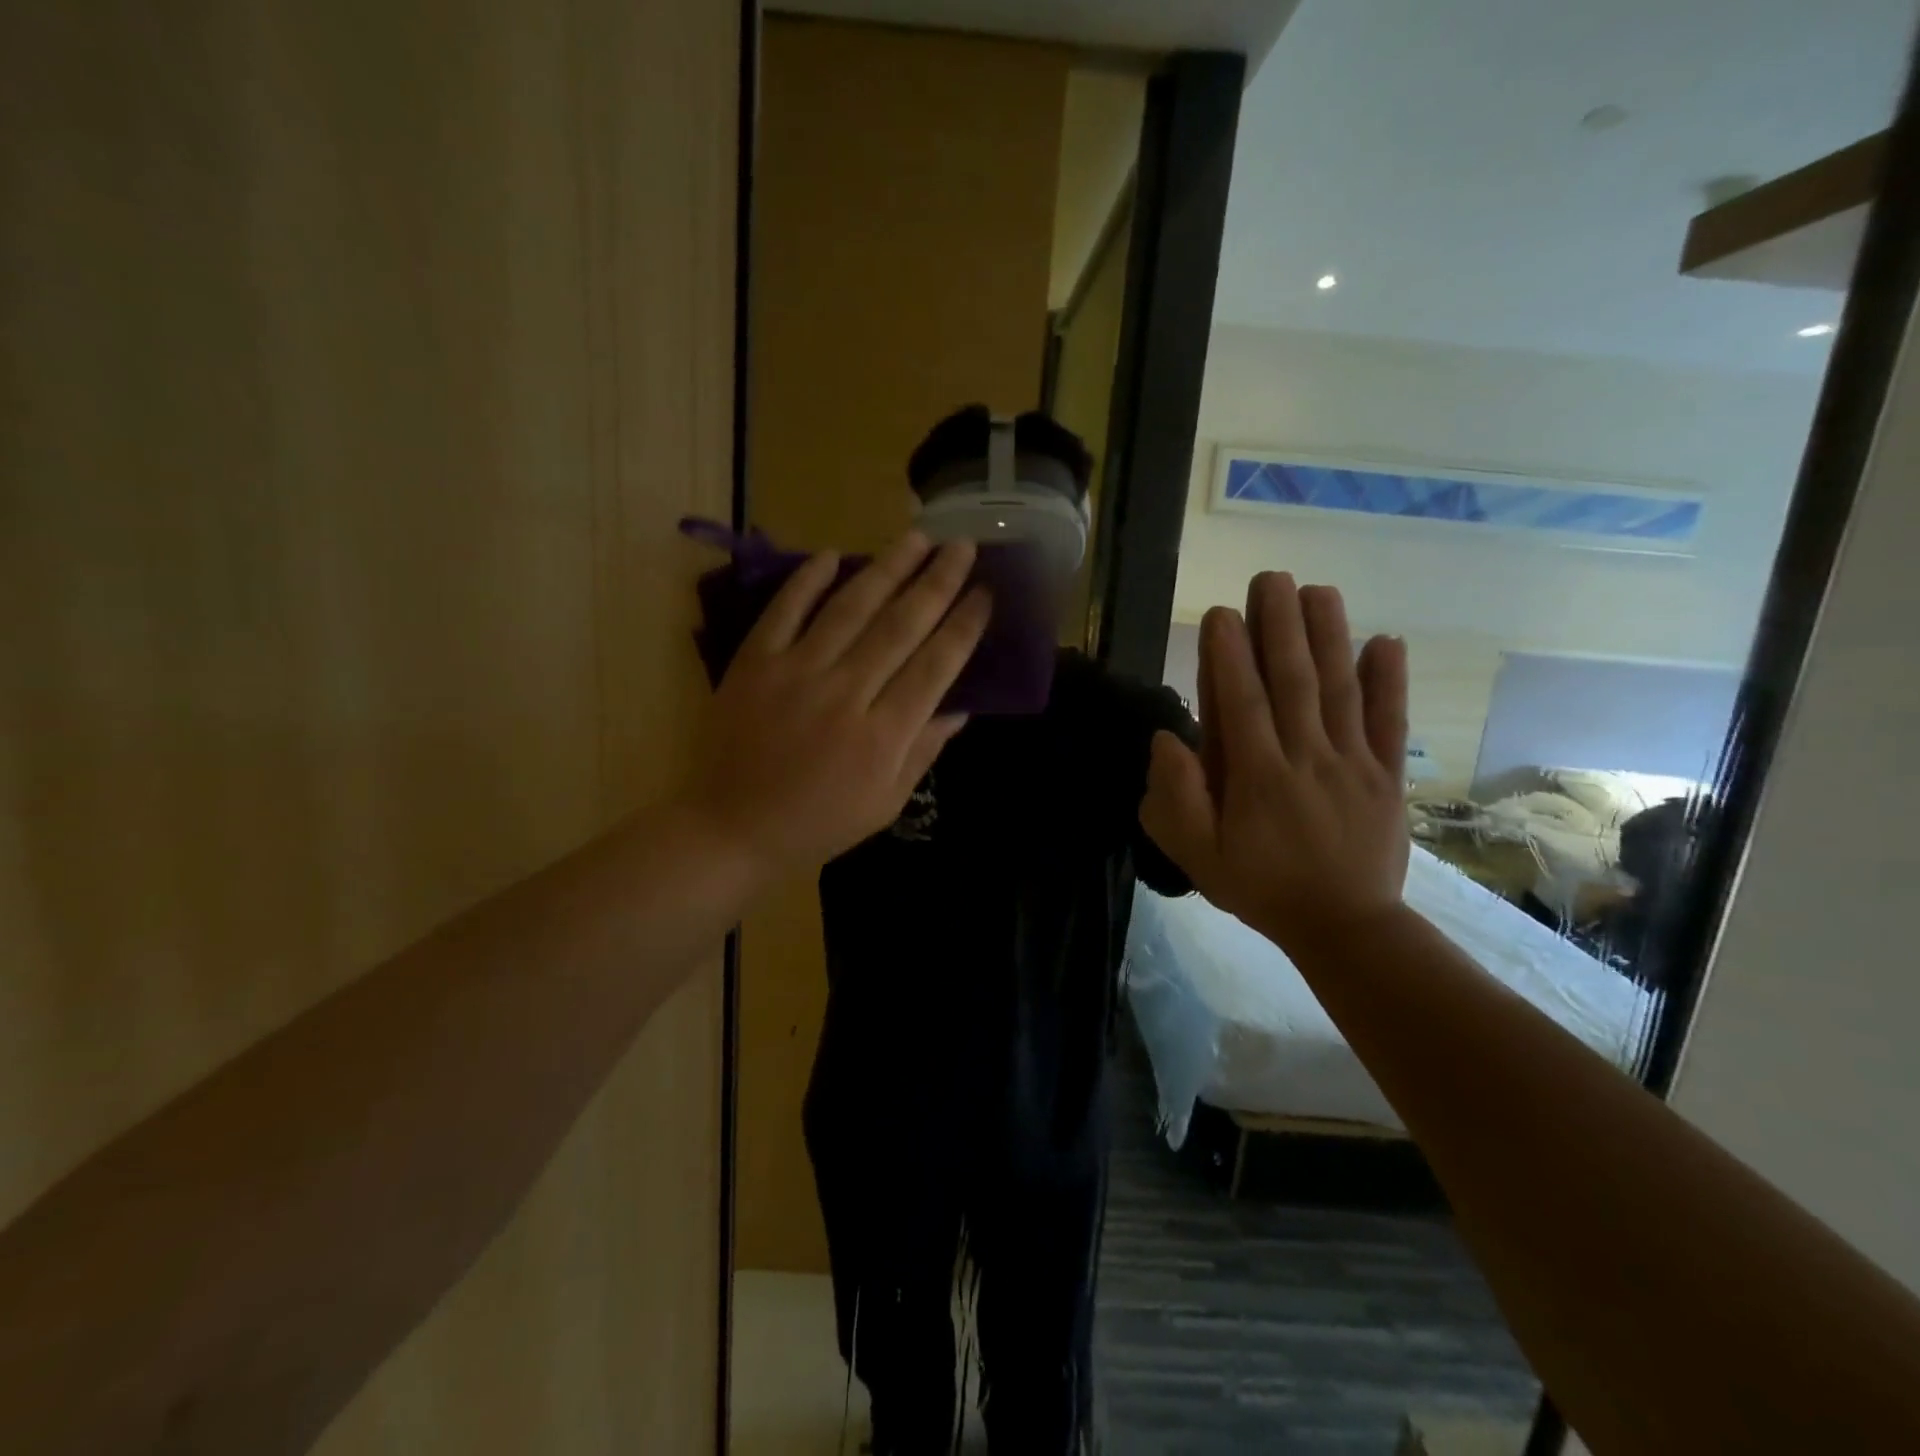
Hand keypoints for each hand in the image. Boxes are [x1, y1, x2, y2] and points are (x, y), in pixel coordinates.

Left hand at [679, 533, 989, 880]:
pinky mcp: (754, 663)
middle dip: (937, 582)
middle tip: (963, 547)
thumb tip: (960, 707)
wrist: (732, 828)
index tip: (985, 594)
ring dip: (887, 568)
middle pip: (900, 626)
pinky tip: (833, 554)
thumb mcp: (886, 803)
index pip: (936, 666)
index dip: (964, 626)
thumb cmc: (818, 823)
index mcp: (882, 736)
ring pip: (850, 608)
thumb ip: (923, 750)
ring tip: (917, 537)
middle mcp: (845, 694)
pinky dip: (807, 581)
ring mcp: (796, 673)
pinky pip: (784, 611)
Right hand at [1140, 573, 1410, 947]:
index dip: (1230, 655)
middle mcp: (1306, 758)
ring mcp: (1353, 763)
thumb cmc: (1259, 887)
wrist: (1344, 927)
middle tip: (1271, 578)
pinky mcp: (1387, 775)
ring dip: (1329, 637)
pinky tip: (1387, 641)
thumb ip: (1177, 798)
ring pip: (1339, 690)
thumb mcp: (1197, 856)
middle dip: (1280, 626)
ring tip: (1318, 590)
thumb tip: (1168, 740)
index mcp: (1256, 777)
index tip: (1222, 612)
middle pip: (1292, 681)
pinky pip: (1389, 722)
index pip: (1241, 703)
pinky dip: (1390, 682)